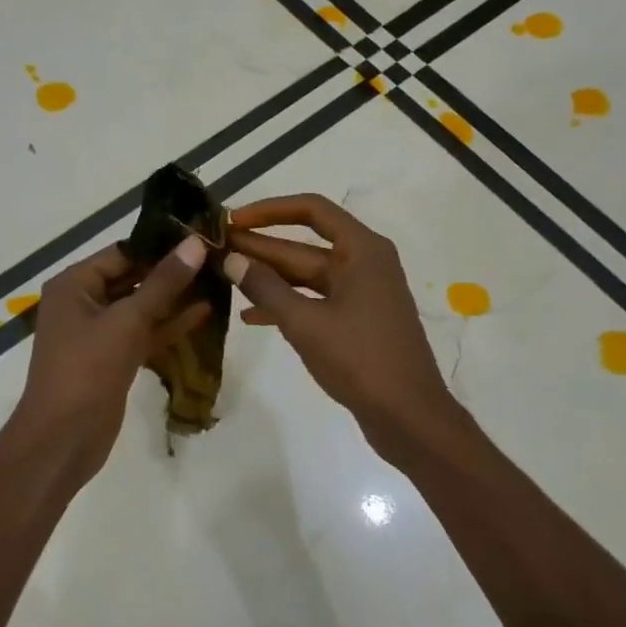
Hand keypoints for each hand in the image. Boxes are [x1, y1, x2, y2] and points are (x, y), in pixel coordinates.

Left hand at [9, 236, 211, 481]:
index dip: (161, 245)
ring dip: (175, 298)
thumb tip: (196, 243)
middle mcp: (84, 302)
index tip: (201, 236)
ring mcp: (99, 333)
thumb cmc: (87, 369)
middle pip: (133, 278)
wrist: (63, 437)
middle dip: (172, 271)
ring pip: (142, 307)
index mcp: (74, 284)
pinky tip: (204, 313)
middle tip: (216, 256)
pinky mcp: (114, 358)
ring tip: (217, 280)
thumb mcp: (127, 320)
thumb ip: (163, 282)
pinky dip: (169, 325)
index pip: (122, 252)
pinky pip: (144, 333)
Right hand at [222, 194, 457, 460]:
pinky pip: (315, 302)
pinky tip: (250, 317)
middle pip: (305, 245)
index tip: (233, 220)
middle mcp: (364, 264)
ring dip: (269, 277)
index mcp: (362, 251)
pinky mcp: (356, 322)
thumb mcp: (306, 323)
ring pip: (307, 276)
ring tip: (225, 277)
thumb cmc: (360, 360)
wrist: (409, 416)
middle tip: (216, 248)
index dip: (269, 210)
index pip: (311, 210)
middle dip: (261, 246)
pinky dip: (286, 306)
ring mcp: (361, 294)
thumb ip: (265, 288)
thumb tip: (232, 260)